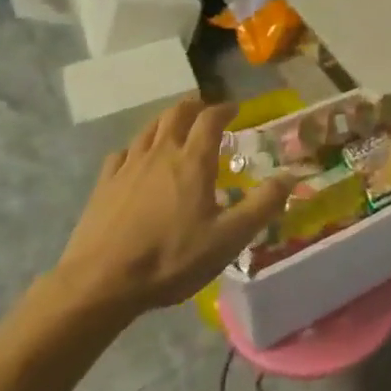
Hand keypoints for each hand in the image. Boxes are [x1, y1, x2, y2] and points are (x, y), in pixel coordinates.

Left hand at [50, 98, 292, 327]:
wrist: (99, 284)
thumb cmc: (170, 259)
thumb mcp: (227, 239)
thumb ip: (262, 206)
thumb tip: (291, 176)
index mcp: (192, 161)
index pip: (210, 119)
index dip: (224, 109)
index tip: (235, 109)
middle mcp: (161, 153)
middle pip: (177, 113)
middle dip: (195, 106)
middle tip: (206, 112)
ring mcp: (128, 166)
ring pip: (149, 129)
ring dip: (166, 122)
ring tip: (175, 128)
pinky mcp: (103, 184)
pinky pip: (122, 153)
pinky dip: (136, 149)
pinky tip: (136, 160)